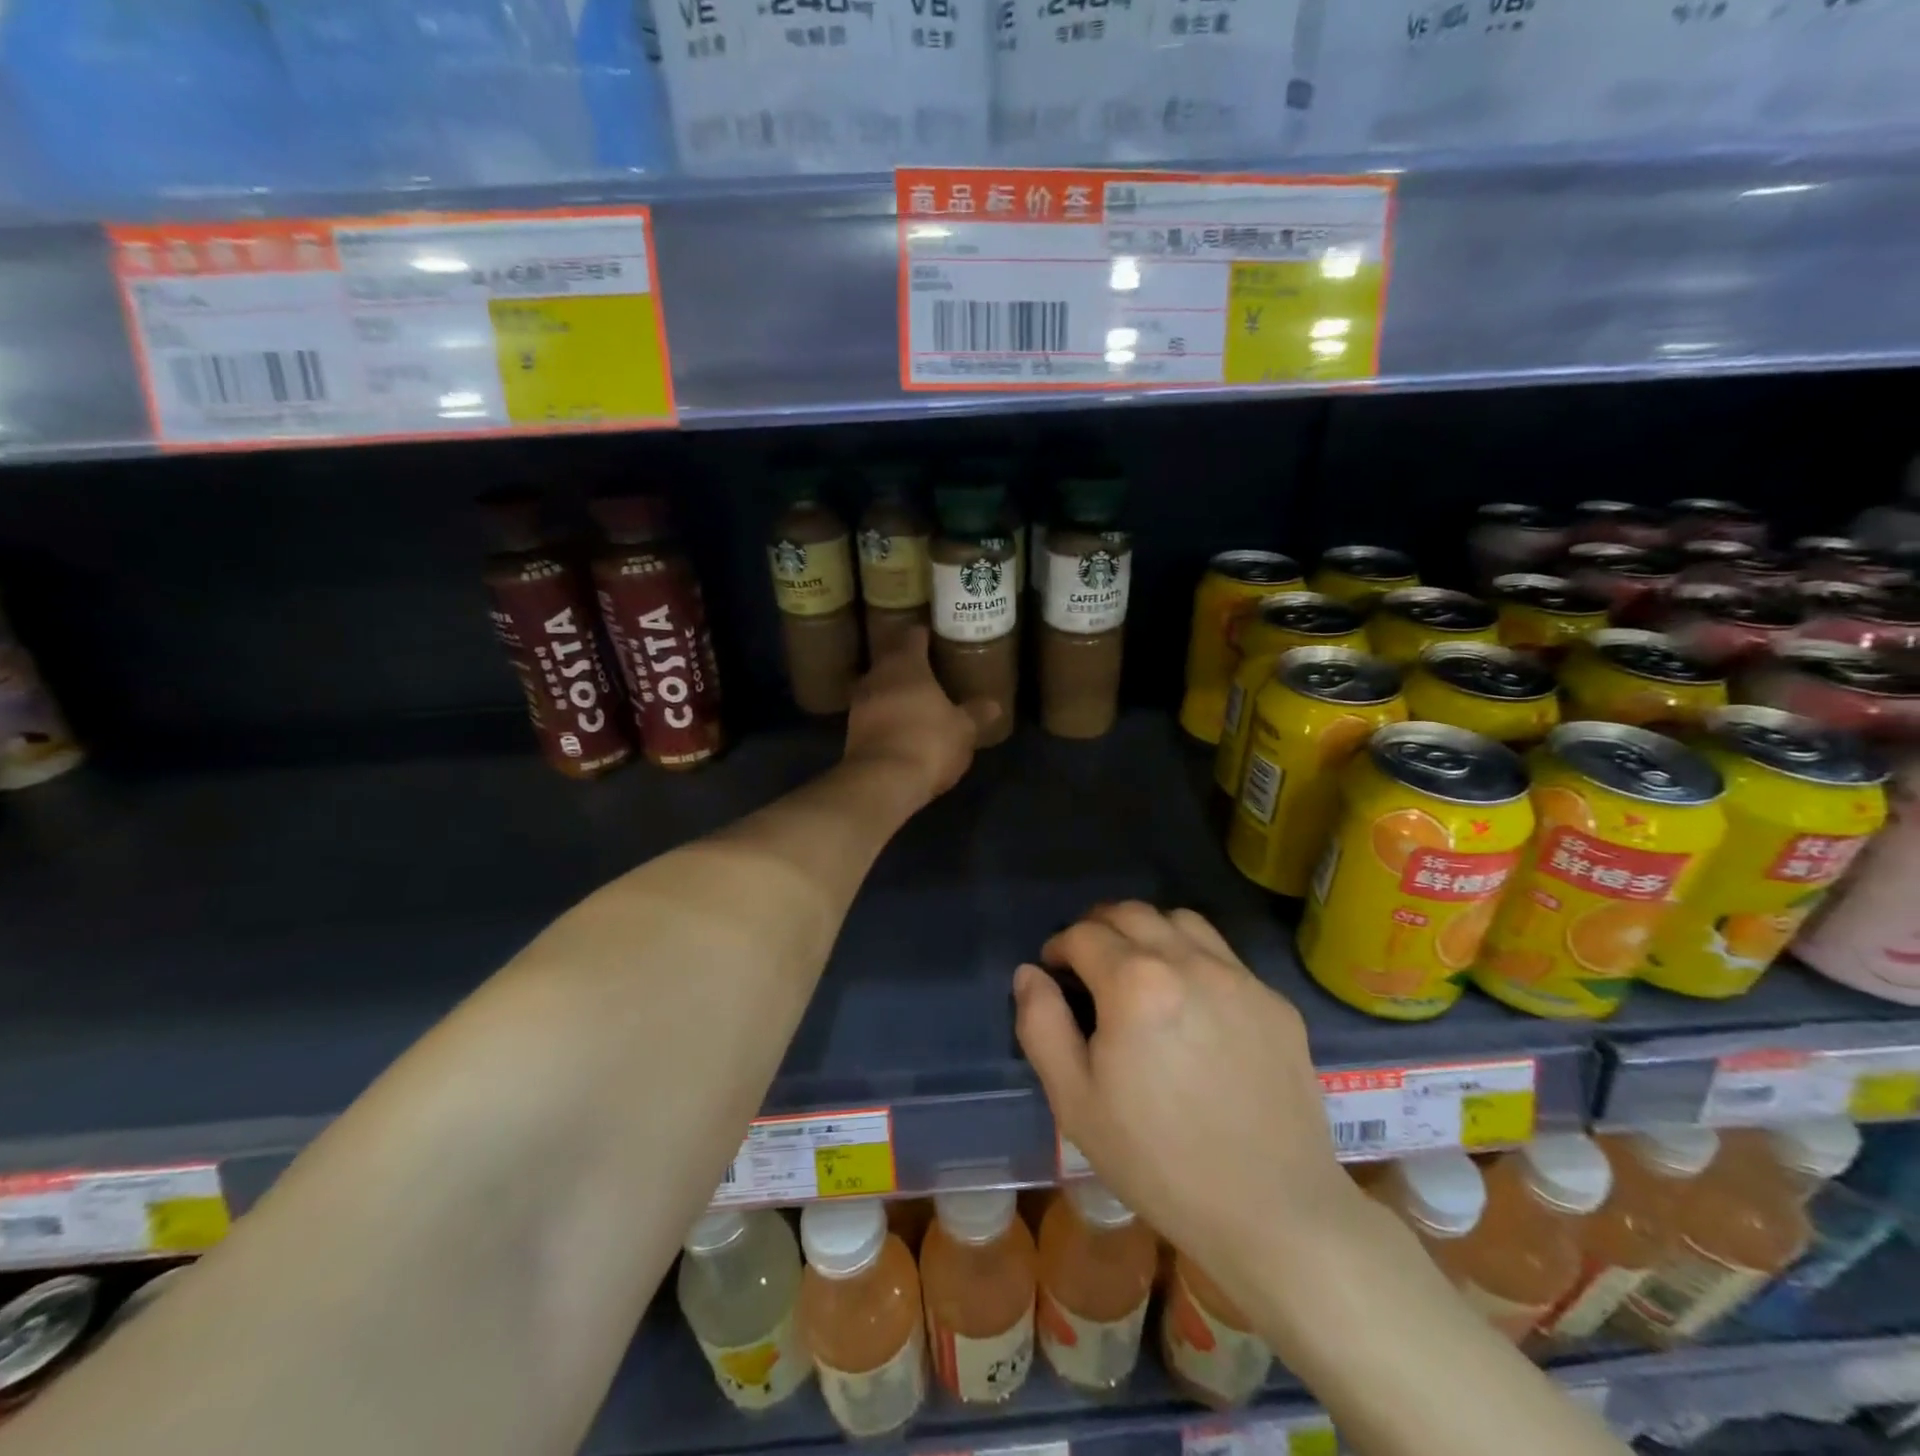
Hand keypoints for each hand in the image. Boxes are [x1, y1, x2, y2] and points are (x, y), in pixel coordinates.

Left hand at [843, 627, 998, 803]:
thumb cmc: (928, 742)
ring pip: (880, 687)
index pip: (913, 636)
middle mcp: (877, 676)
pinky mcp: (851, 731)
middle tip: (932, 668)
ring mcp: (859, 704)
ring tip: (917, 698)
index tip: (937, 637)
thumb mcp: (963, 729)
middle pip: (892, 660)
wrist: (881, 782)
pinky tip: (902, 725)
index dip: (925, 635)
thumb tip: (994, 705)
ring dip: (895, 691)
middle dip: (909, 663)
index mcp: (905, 664)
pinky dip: (886, 715)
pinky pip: (873, 713)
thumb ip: (977, 714)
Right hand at [1014, 902, 1360, 1288]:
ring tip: (1139, 969)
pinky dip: (1194, 958)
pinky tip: (1192, 1004)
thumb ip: (1042, 1025)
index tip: (1054, 970)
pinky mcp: (1275, 1002)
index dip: (1059, 947)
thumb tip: (1030, 973)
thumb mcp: (1075, 1102)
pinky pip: (1224, 956)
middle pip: (1132, 913)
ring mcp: (1240, 978)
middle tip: (1088, 962)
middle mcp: (1189, 962)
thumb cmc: (1158, 1161)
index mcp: (1135, 983)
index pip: (1083, 934)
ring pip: (1182, 921)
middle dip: (1099, 927)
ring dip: (1148, 931)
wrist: (1274, 1213)